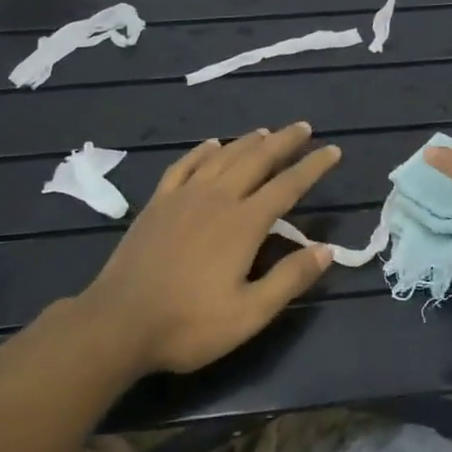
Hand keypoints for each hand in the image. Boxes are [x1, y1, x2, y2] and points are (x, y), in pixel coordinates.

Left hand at [74, 124, 340, 374]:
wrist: (118, 324)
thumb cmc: (188, 324)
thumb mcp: (249, 314)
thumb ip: (290, 279)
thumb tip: (327, 250)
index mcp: (243, 223)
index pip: (288, 186)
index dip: (313, 167)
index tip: (333, 150)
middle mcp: (217, 198)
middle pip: (257, 160)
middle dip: (284, 142)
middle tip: (303, 128)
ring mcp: (184, 197)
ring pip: (223, 157)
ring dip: (248, 141)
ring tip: (266, 132)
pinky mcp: (158, 203)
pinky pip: (184, 166)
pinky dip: (202, 151)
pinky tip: (211, 145)